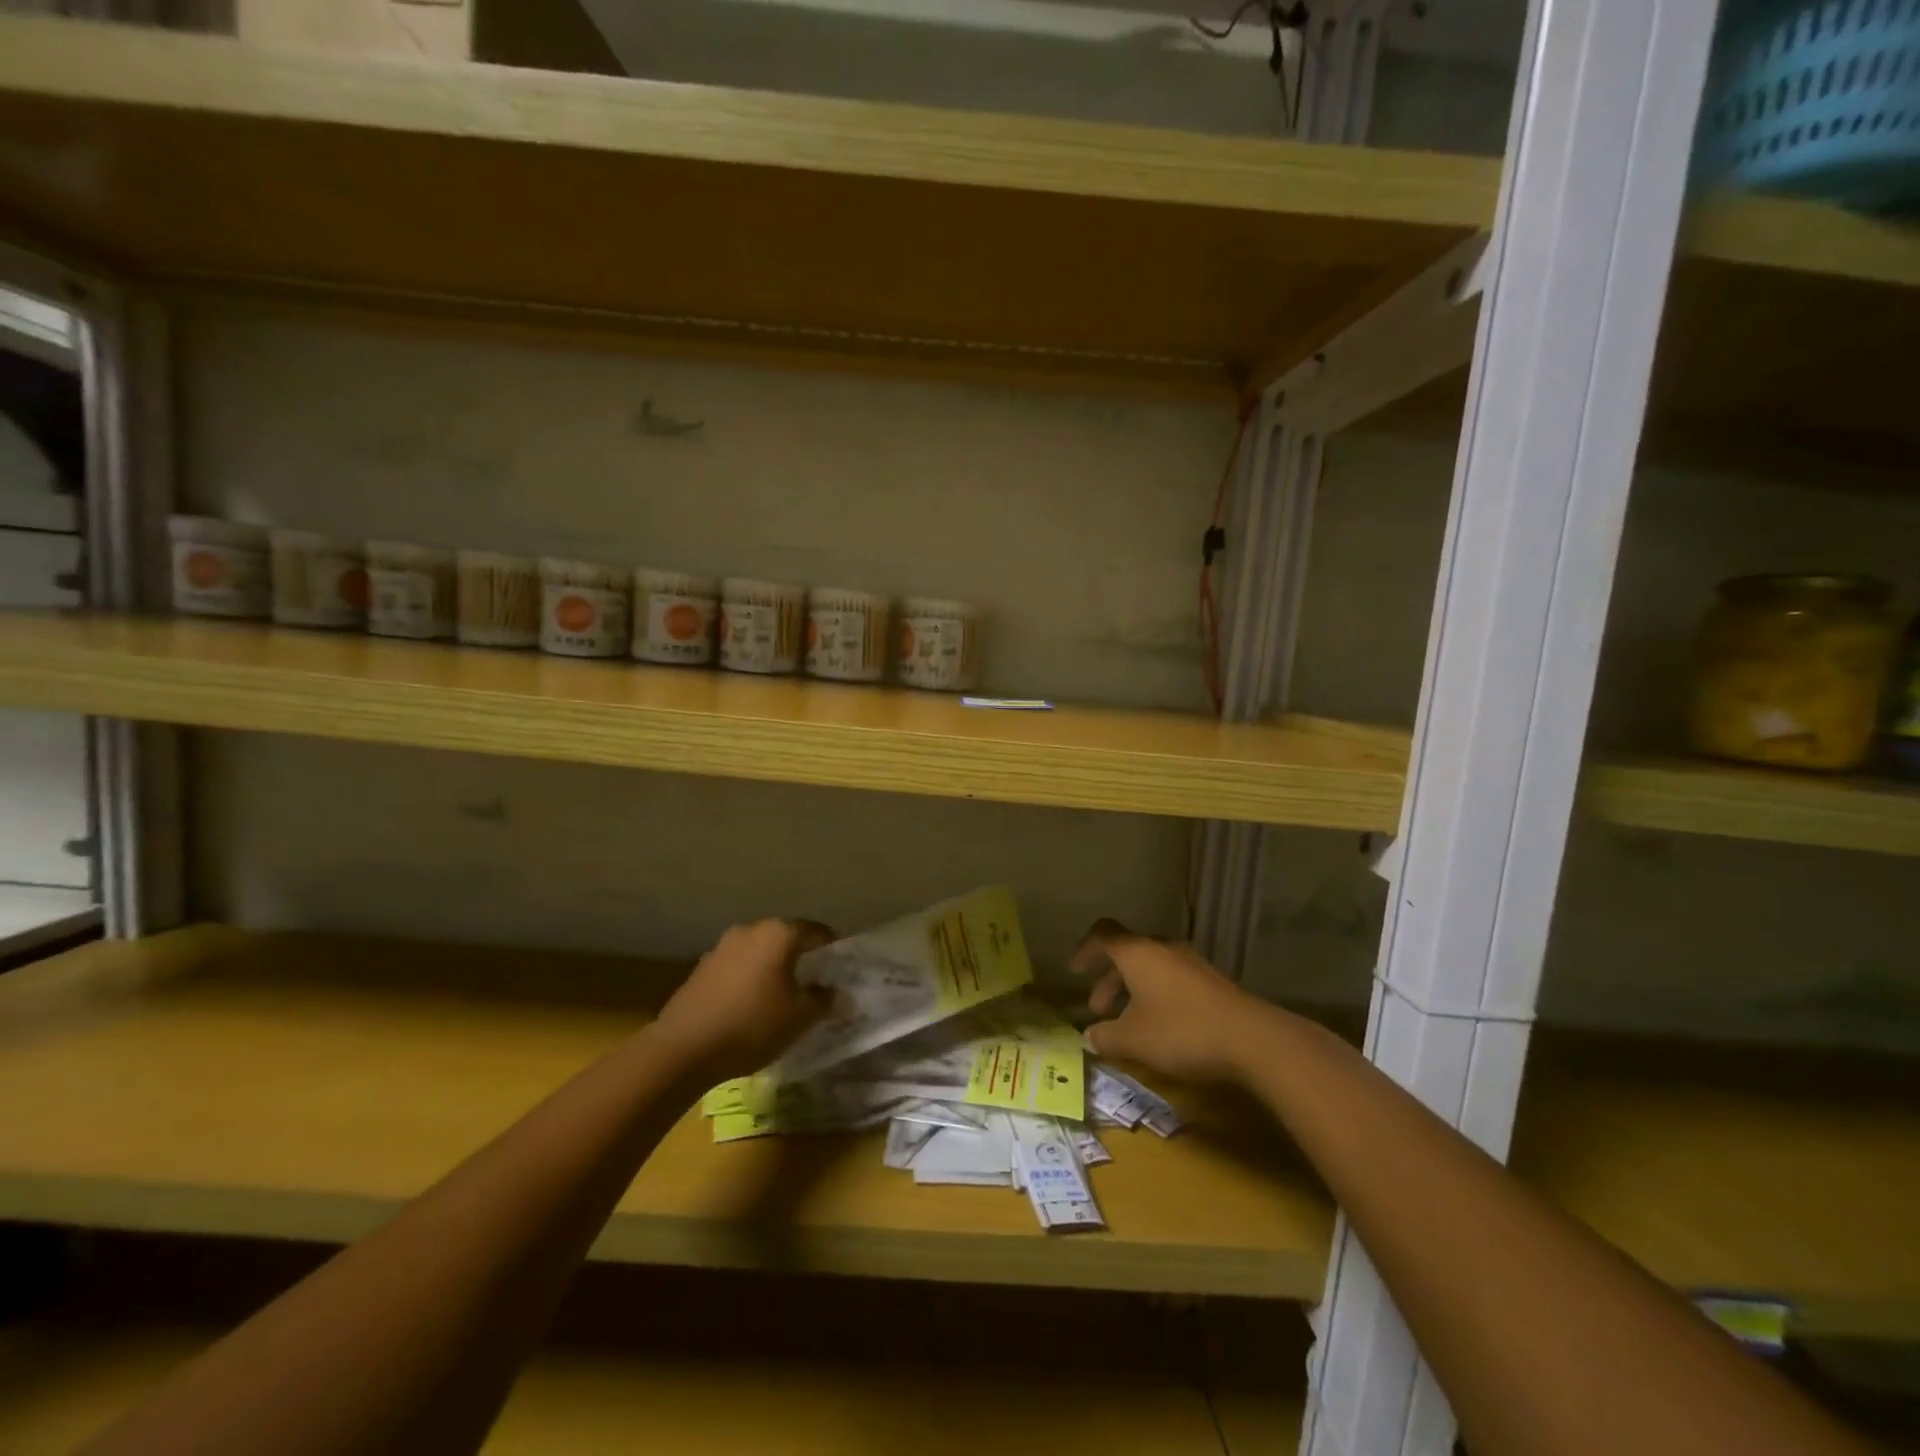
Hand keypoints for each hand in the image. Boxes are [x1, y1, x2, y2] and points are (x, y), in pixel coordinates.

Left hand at [652, 919, 834, 1079]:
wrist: (683, 1048)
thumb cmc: (752, 1026)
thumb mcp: (799, 1018)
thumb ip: (824, 1002)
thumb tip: (841, 995)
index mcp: (779, 934)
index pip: (816, 931)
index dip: (832, 946)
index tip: (840, 965)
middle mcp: (751, 930)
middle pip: (785, 936)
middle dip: (801, 955)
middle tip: (814, 980)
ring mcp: (722, 946)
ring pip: (759, 950)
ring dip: (772, 965)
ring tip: (782, 993)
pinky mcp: (702, 966)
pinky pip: (738, 964)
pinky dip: (750, 976)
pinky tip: (750, 1002)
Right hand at [1070, 919, 1262, 1084]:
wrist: (1251, 1039)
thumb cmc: (1181, 1030)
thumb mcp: (1134, 1039)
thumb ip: (1106, 1036)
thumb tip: (1090, 1036)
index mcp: (1138, 953)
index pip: (1103, 935)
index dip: (1085, 950)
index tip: (1074, 971)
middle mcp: (1163, 949)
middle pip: (1127, 953)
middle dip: (1109, 980)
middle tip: (1099, 1010)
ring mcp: (1190, 964)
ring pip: (1150, 968)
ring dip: (1132, 990)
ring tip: (1127, 1024)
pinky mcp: (1211, 983)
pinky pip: (1171, 980)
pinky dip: (1155, 997)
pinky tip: (1159, 1028)